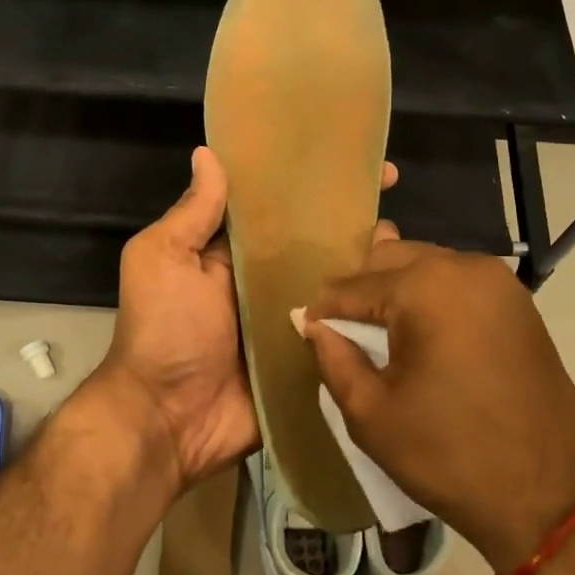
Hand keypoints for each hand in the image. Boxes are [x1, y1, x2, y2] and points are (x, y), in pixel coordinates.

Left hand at [91, 147, 402, 495]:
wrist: (170, 421)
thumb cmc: (164, 331)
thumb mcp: (162, 259)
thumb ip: (191, 214)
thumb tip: (208, 153)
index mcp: (230, 253)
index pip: (276, 206)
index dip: (308, 181)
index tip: (349, 155)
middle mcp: (263, 281)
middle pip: (313, 243)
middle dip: (350, 218)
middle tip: (394, 192)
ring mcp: (290, 320)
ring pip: (335, 284)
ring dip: (368, 264)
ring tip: (412, 243)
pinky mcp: (307, 358)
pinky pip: (341, 331)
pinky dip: (367, 316)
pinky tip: (407, 296)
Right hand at [301, 241, 574, 574]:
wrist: (551, 496)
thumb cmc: (450, 455)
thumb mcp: (372, 414)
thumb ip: (333, 358)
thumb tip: (312, 324)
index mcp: (425, 288)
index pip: (353, 287)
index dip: (323, 311)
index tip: (304, 329)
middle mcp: (463, 267)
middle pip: (391, 259)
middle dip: (360, 288)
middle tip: (340, 327)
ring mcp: (498, 281)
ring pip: (426, 265)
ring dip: (395, 287)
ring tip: (374, 324)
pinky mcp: (518, 303)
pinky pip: (458, 282)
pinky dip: (431, 295)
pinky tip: (418, 324)